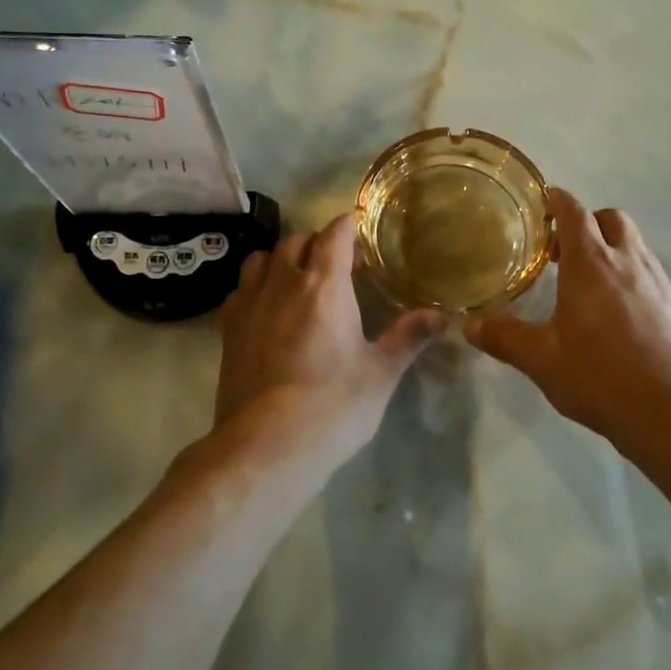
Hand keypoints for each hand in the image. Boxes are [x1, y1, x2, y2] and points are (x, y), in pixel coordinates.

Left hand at [215, 214, 442, 468]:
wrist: (267, 444)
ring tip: (297, 275)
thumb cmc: (333, 405)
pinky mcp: (228, 329)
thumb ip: (408, 337)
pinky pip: (241, 289)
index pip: (334, 235)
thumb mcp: (380, 373)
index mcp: (324, 285)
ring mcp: (250, 304)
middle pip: (296, 241)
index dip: (347, 224)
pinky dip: (256, 285)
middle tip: (337, 260)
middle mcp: (284, 283)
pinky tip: (266, 307)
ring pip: (262, 258)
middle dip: (317, 241)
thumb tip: (441, 315)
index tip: (358, 225)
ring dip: (282, 257)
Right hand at [465, 190, 670, 449]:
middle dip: (588, 222)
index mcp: (592, 264)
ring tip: (589, 281)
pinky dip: (631, 275)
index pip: (574, 212)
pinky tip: (619, 312)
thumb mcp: (541, 359)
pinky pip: (651, 273)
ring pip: (635, 244)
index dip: (558, 200)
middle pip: (611, 219)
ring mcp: (659, 283)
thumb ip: (504, 337)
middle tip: (563, 249)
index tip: (543, 200)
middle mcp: (628, 262)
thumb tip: (468, 324)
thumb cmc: (601, 376)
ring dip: (612, 248)